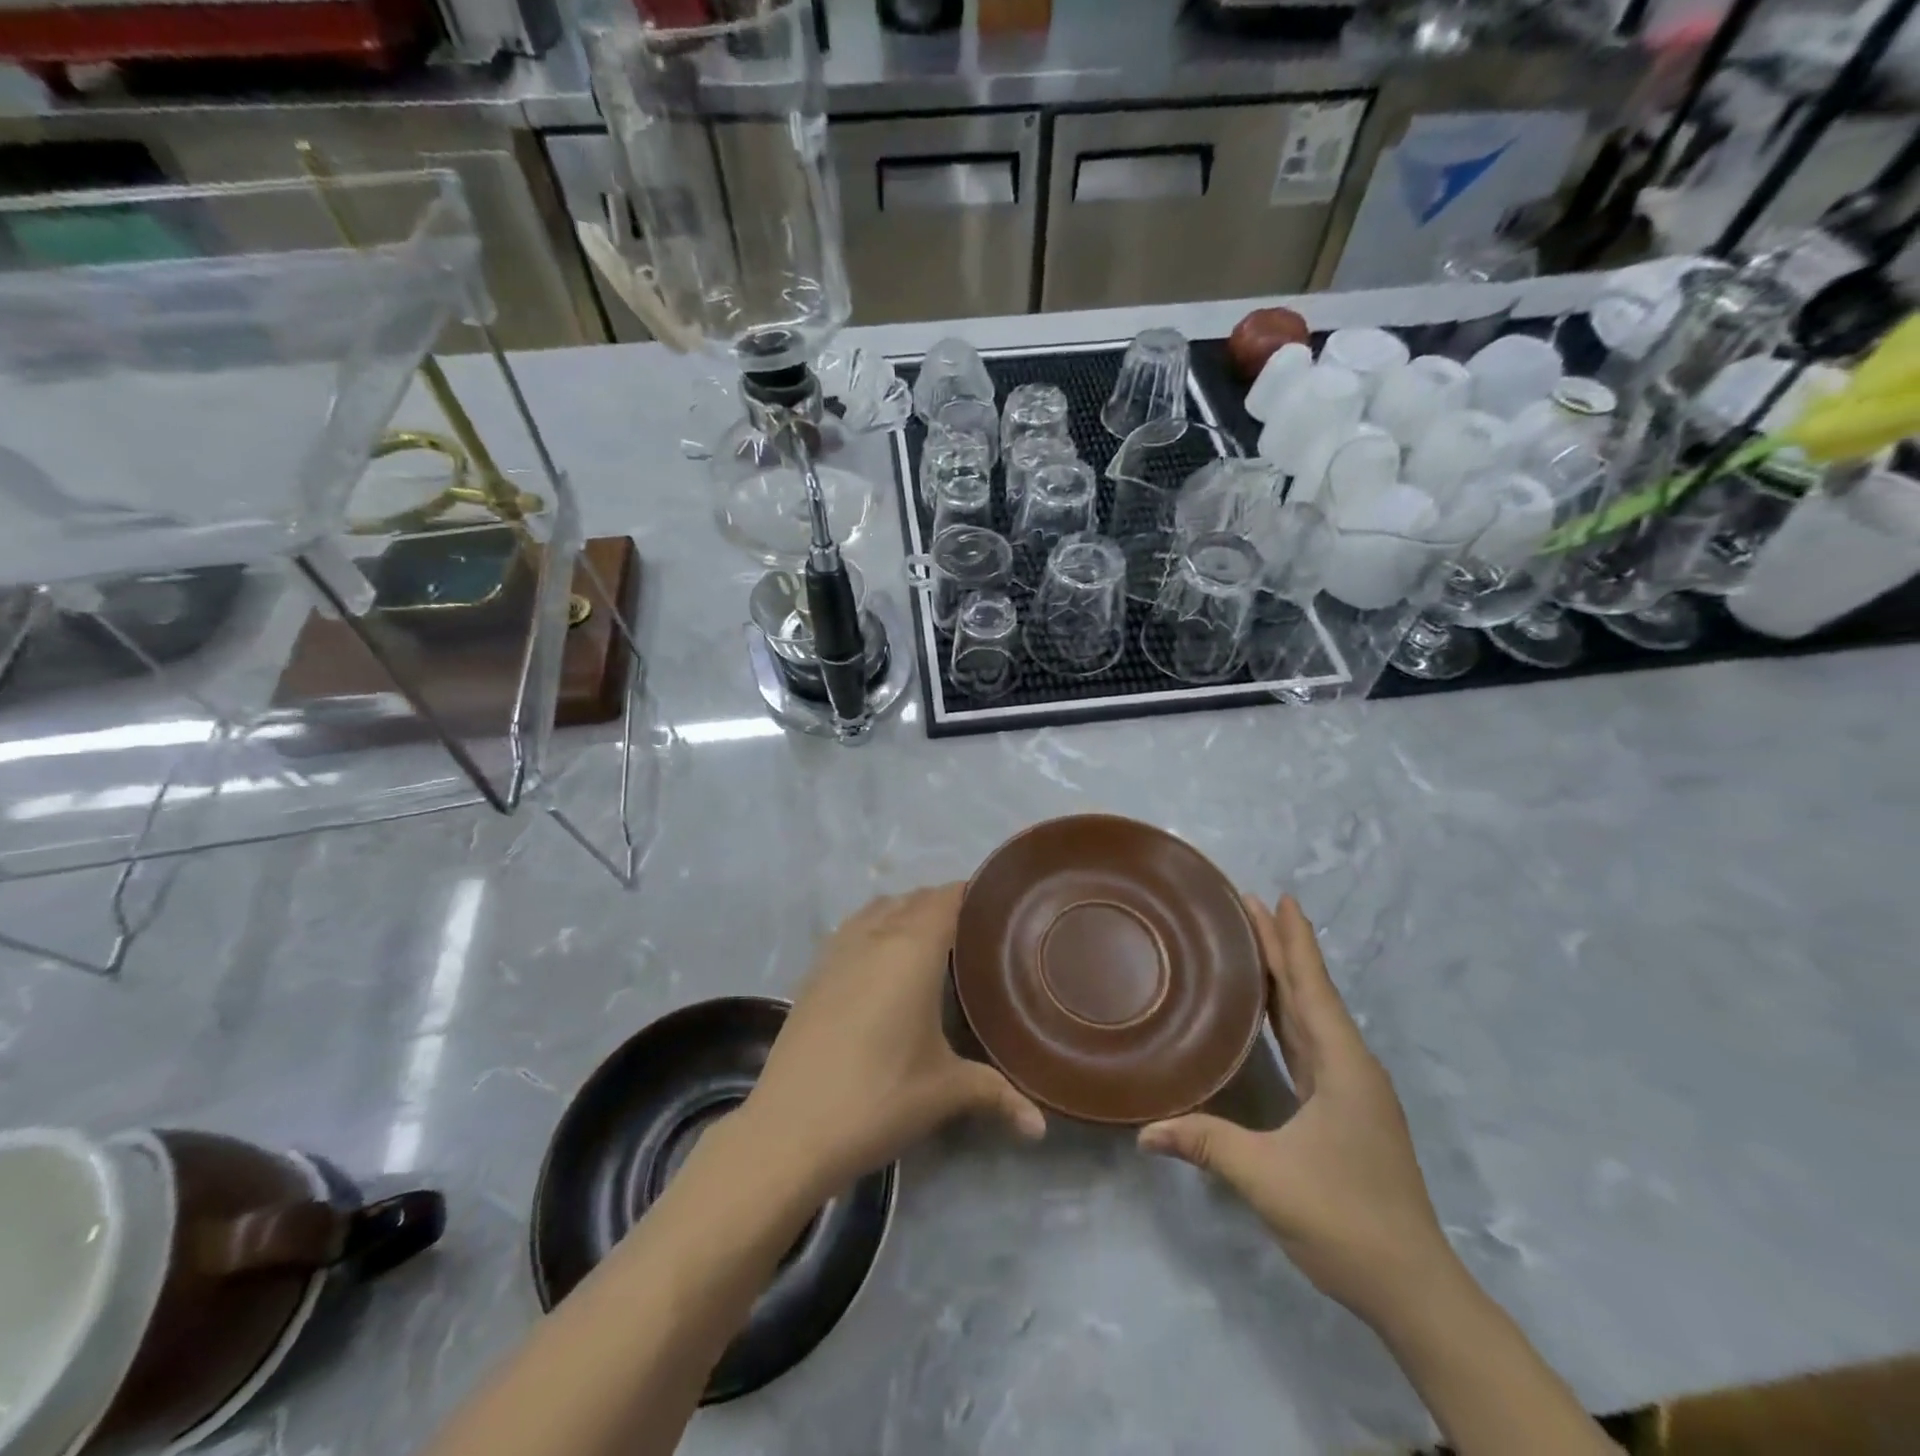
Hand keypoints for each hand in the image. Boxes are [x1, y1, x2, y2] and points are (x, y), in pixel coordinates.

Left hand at [741, 884, 1044, 1197]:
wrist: (788, 1130)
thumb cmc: (879, 1098)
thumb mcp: (945, 1092)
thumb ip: (997, 1094)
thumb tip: (1041, 1125)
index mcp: (912, 950)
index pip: (946, 898)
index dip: (973, 894)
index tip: (999, 906)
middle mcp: (874, 936)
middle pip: (914, 899)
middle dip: (944, 904)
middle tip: (975, 931)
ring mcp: (837, 951)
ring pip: (878, 909)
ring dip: (905, 911)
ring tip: (931, 941)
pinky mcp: (813, 972)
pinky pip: (852, 929)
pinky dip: (874, 928)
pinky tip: (882, 963)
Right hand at [1138, 895, 1457, 1328]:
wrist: (1413, 1289)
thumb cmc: (1346, 1219)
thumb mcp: (1268, 1179)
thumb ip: (1206, 1144)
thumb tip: (1143, 1131)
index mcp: (1342, 1066)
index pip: (1311, 988)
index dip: (1293, 942)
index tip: (1278, 897)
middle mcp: (1350, 1066)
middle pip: (1309, 992)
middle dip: (1281, 947)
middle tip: (1249, 904)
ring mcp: (1350, 1089)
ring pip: (1310, 1016)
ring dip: (1284, 978)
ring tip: (1253, 943)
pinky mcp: (1344, 1110)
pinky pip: (1310, 1044)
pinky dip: (1287, 1014)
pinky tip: (1268, 1012)